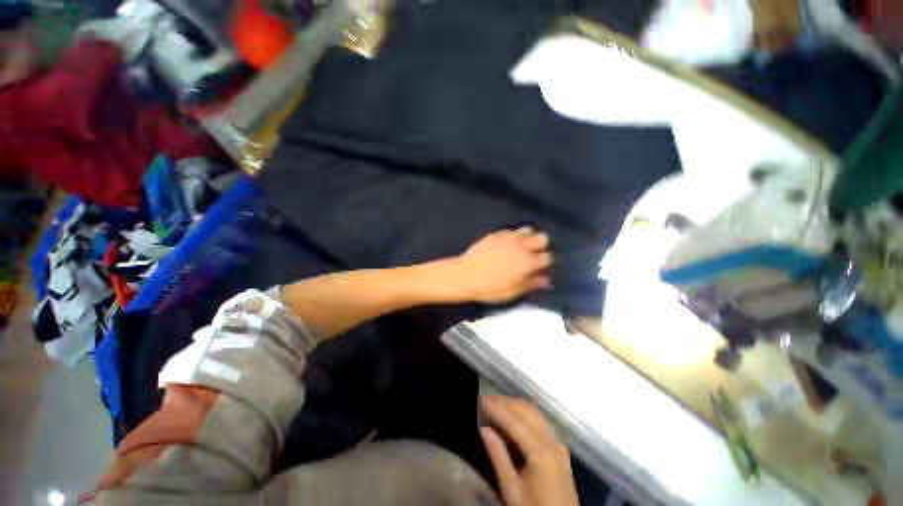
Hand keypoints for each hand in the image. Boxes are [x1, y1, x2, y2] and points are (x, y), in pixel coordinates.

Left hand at [450, 228, 552, 302]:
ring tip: (521, 248)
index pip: (548, 257)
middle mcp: (521, 245)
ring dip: (529, 238)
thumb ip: (532, 284)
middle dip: (542, 246)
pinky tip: (506, 245)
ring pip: (528, 229)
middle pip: (542, 238)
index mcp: (527, 261)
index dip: (546, 263)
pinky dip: (514, 236)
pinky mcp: (496, 234)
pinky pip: (511, 230)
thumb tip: (546, 280)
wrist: (464, 275)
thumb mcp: (513, 292)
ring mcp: (508, 237)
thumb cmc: (489, 288)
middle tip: (533, 256)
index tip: (541, 268)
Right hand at [480, 396, 578, 505]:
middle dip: (506, 403)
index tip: (481, 400)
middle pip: (527, 411)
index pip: (515, 422)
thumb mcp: (512, 490)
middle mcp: (552, 442)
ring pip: (536, 413)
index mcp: (541, 453)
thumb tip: (484, 429)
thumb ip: (499, 457)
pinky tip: (514, 416)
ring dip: (516, 405)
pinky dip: (526, 413)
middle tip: (487, 400)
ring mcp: (559, 443)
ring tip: (497, 405)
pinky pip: (542, 421)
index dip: (497, 409)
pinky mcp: (560, 448)